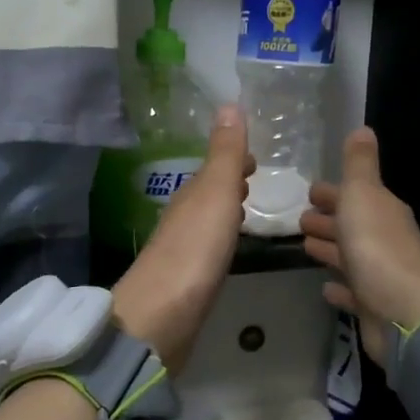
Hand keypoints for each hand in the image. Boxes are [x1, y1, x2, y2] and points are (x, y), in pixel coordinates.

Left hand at [110, 106, 253, 374]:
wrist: (163, 315)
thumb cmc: (195, 249)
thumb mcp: (216, 193)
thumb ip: (225, 154)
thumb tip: (228, 103)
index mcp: (190, 195)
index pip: (213, 168)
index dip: (233, 160)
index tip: (255, 156)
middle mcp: (182, 218)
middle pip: (208, 193)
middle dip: (230, 182)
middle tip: (256, 176)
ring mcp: (182, 251)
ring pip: (207, 220)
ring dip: (225, 209)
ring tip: (248, 206)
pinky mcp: (186, 282)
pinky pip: (207, 248)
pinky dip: (221, 238)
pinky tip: (229, 248)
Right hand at [300, 127, 419, 361]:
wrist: (406, 313)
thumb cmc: (377, 247)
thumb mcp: (363, 195)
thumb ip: (359, 164)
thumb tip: (363, 128)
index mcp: (382, 211)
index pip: (355, 196)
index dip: (332, 193)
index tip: (309, 192)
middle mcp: (384, 240)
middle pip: (352, 225)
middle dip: (328, 220)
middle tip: (299, 219)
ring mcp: (380, 275)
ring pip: (350, 257)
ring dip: (329, 250)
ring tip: (304, 247)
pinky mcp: (373, 307)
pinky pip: (352, 292)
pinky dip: (339, 287)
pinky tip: (325, 288)